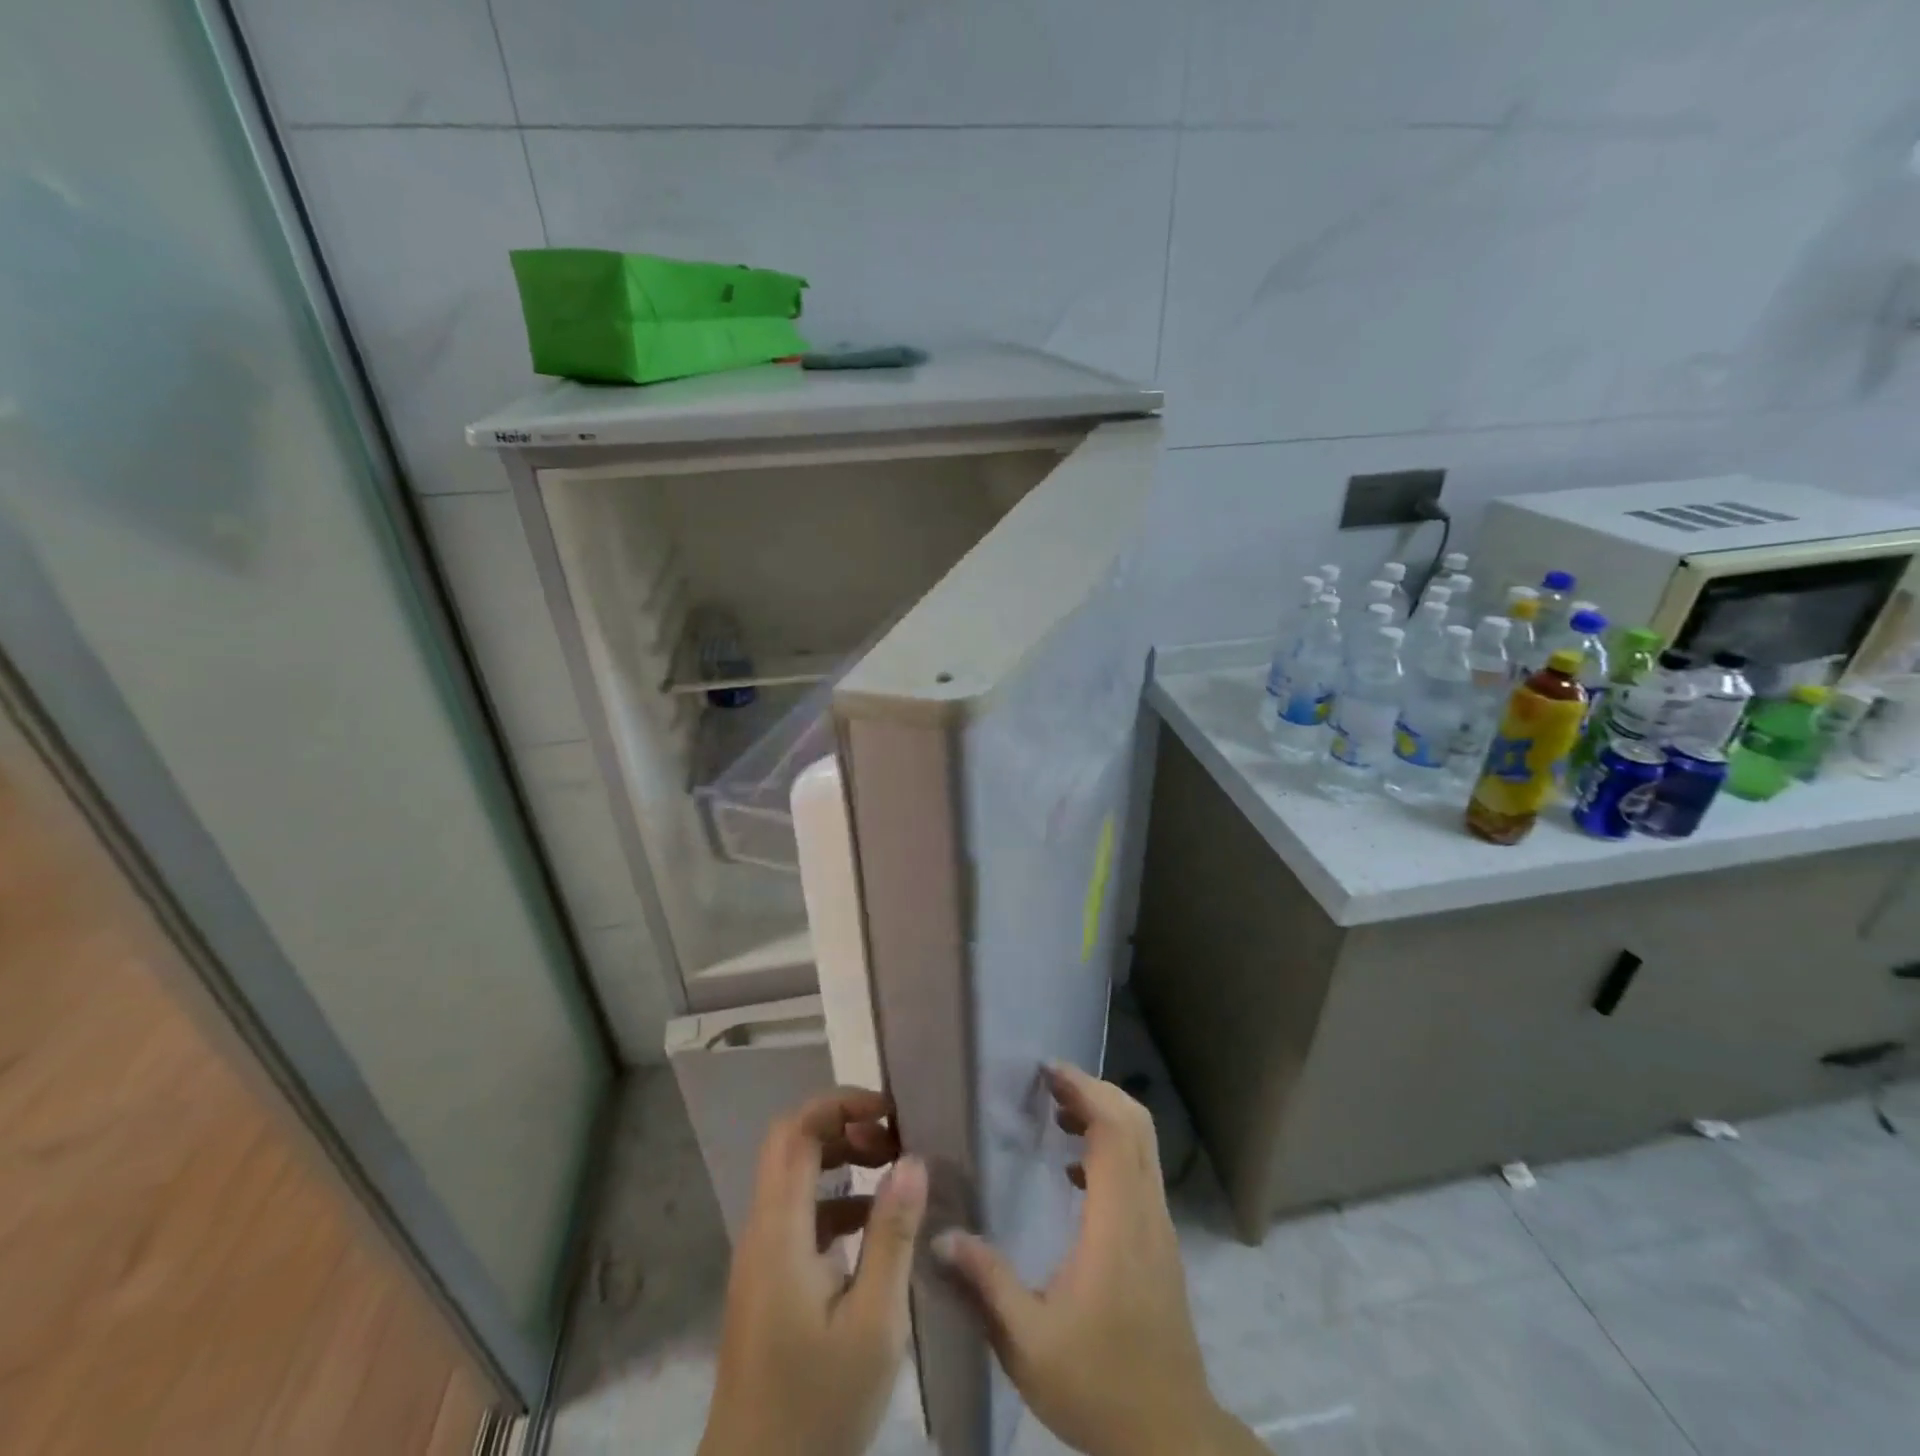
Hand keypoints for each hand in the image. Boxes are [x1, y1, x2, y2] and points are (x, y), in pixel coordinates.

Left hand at [698, 1088, 927, 1455]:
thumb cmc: (818, 1407)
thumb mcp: (873, 1323)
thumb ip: (892, 1235)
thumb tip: (912, 1158)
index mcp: (779, 1231)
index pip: (796, 1131)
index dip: (840, 1104)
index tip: (890, 1112)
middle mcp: (761, 1231)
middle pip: (792, 1145)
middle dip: (843, 1126)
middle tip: (893, 1140)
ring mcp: (761, 1258)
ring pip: (795, 1179)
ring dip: (840, 1161)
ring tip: (892, 1172)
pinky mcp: (768, 1283)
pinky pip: (800, 1216)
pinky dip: (835, 1202)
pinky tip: (874, 1226)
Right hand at [933, 1064, 1262, 1455]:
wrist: (1173, 1439)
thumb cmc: (1099, 1385)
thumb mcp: (1028, 1343)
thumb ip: (986, 1284)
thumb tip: (941, 1235)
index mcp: (1116, 1222)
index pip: (1114, 1130)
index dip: (1085, 1091)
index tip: (1048, 1072)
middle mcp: (1145, 1211)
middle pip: (1135, 1123)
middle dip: (1095, 1091)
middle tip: (1050, 1085)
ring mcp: (1159, 1226)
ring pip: (1143, 1144)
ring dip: (1105, 1116)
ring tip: (1058, 1115)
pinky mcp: (1161, 1243)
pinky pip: (1141, 1171)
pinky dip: (1113, 1147)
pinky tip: (1075, 1173)